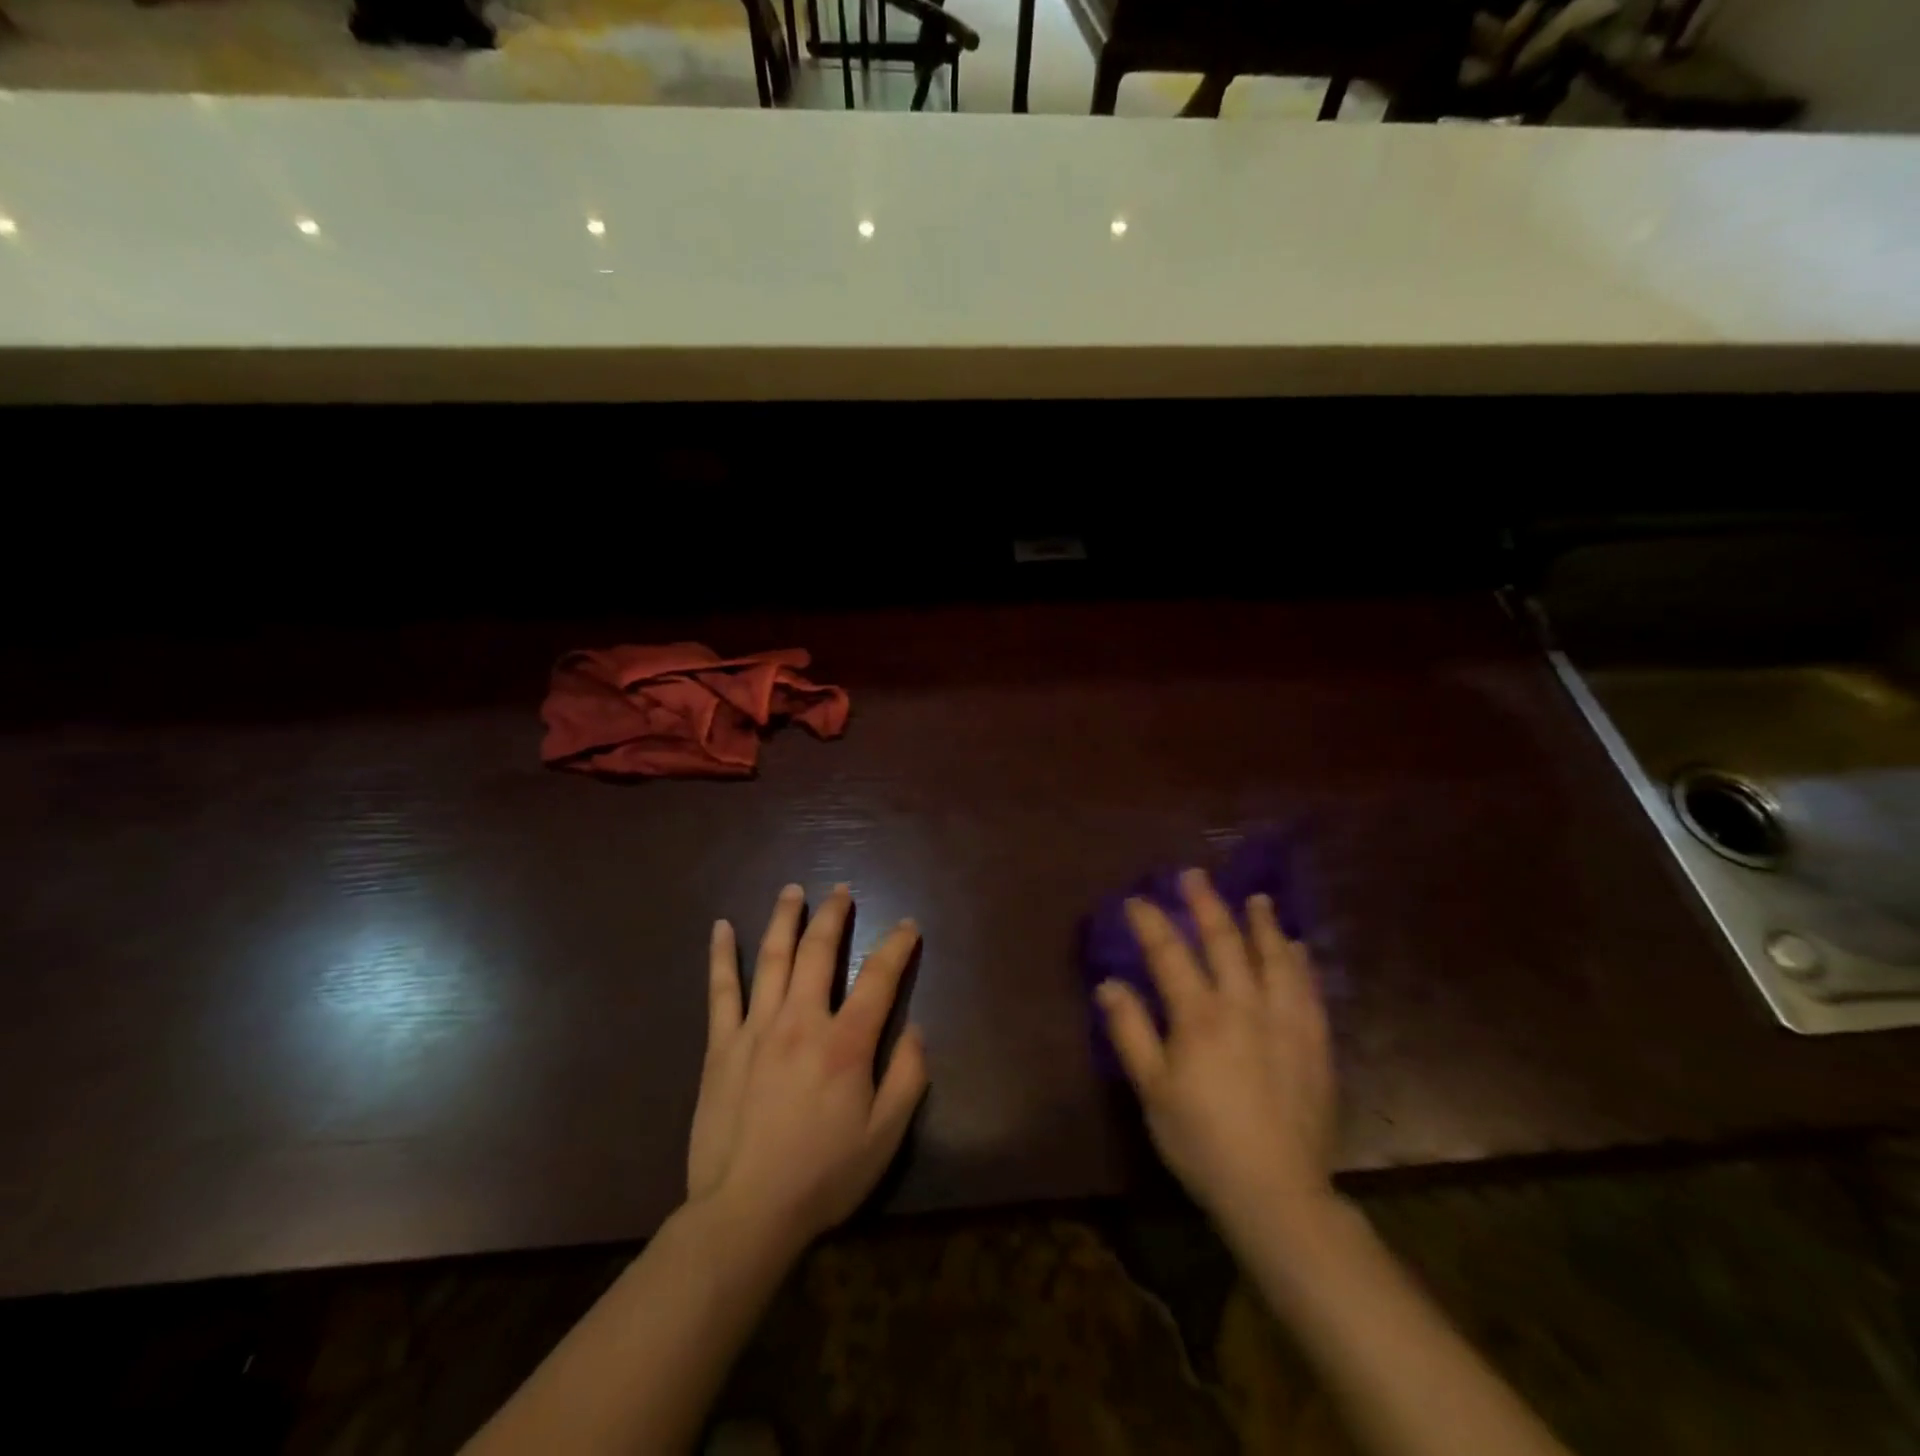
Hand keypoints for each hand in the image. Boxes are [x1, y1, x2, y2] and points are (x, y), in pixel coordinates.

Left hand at [687, 884, 928, 1255]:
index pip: (878, 977)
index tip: (907, 925)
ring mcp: (756, 1029)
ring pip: (772, 957)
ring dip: (785, 919)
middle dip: (834, 915)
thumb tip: (915, 1029)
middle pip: (819, 952)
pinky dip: (722, 955)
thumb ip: (908, 1078)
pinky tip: (722, 927)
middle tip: (842, 891)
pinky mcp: (722, 1046)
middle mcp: (801, 1021)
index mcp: (846, 1043)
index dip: (897, 945)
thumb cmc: (822, 1176)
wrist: (744, 1214)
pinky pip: (722, 990)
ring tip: (793, 891)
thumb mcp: (885, 1137)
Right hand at [1096, 868, 1334, 1233]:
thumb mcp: (1153, 1091)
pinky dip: (1299, 962)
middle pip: (1224, 942)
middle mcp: (1244, 1006)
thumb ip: (1131, 1032)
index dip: (1150, 923)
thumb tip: (1109, 983)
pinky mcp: (1315, 1043)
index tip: (1136, 900)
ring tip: (1257, 899)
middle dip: (1206, 904)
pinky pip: (1308, 989)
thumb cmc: (1202, 1141)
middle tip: (1194, 876)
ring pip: (1273, 958)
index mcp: (1200, 1017)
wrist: (1278, 1192)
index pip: (1169, 954)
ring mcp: (1285, 1022)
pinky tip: (1296, 948)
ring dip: (1262, 924)